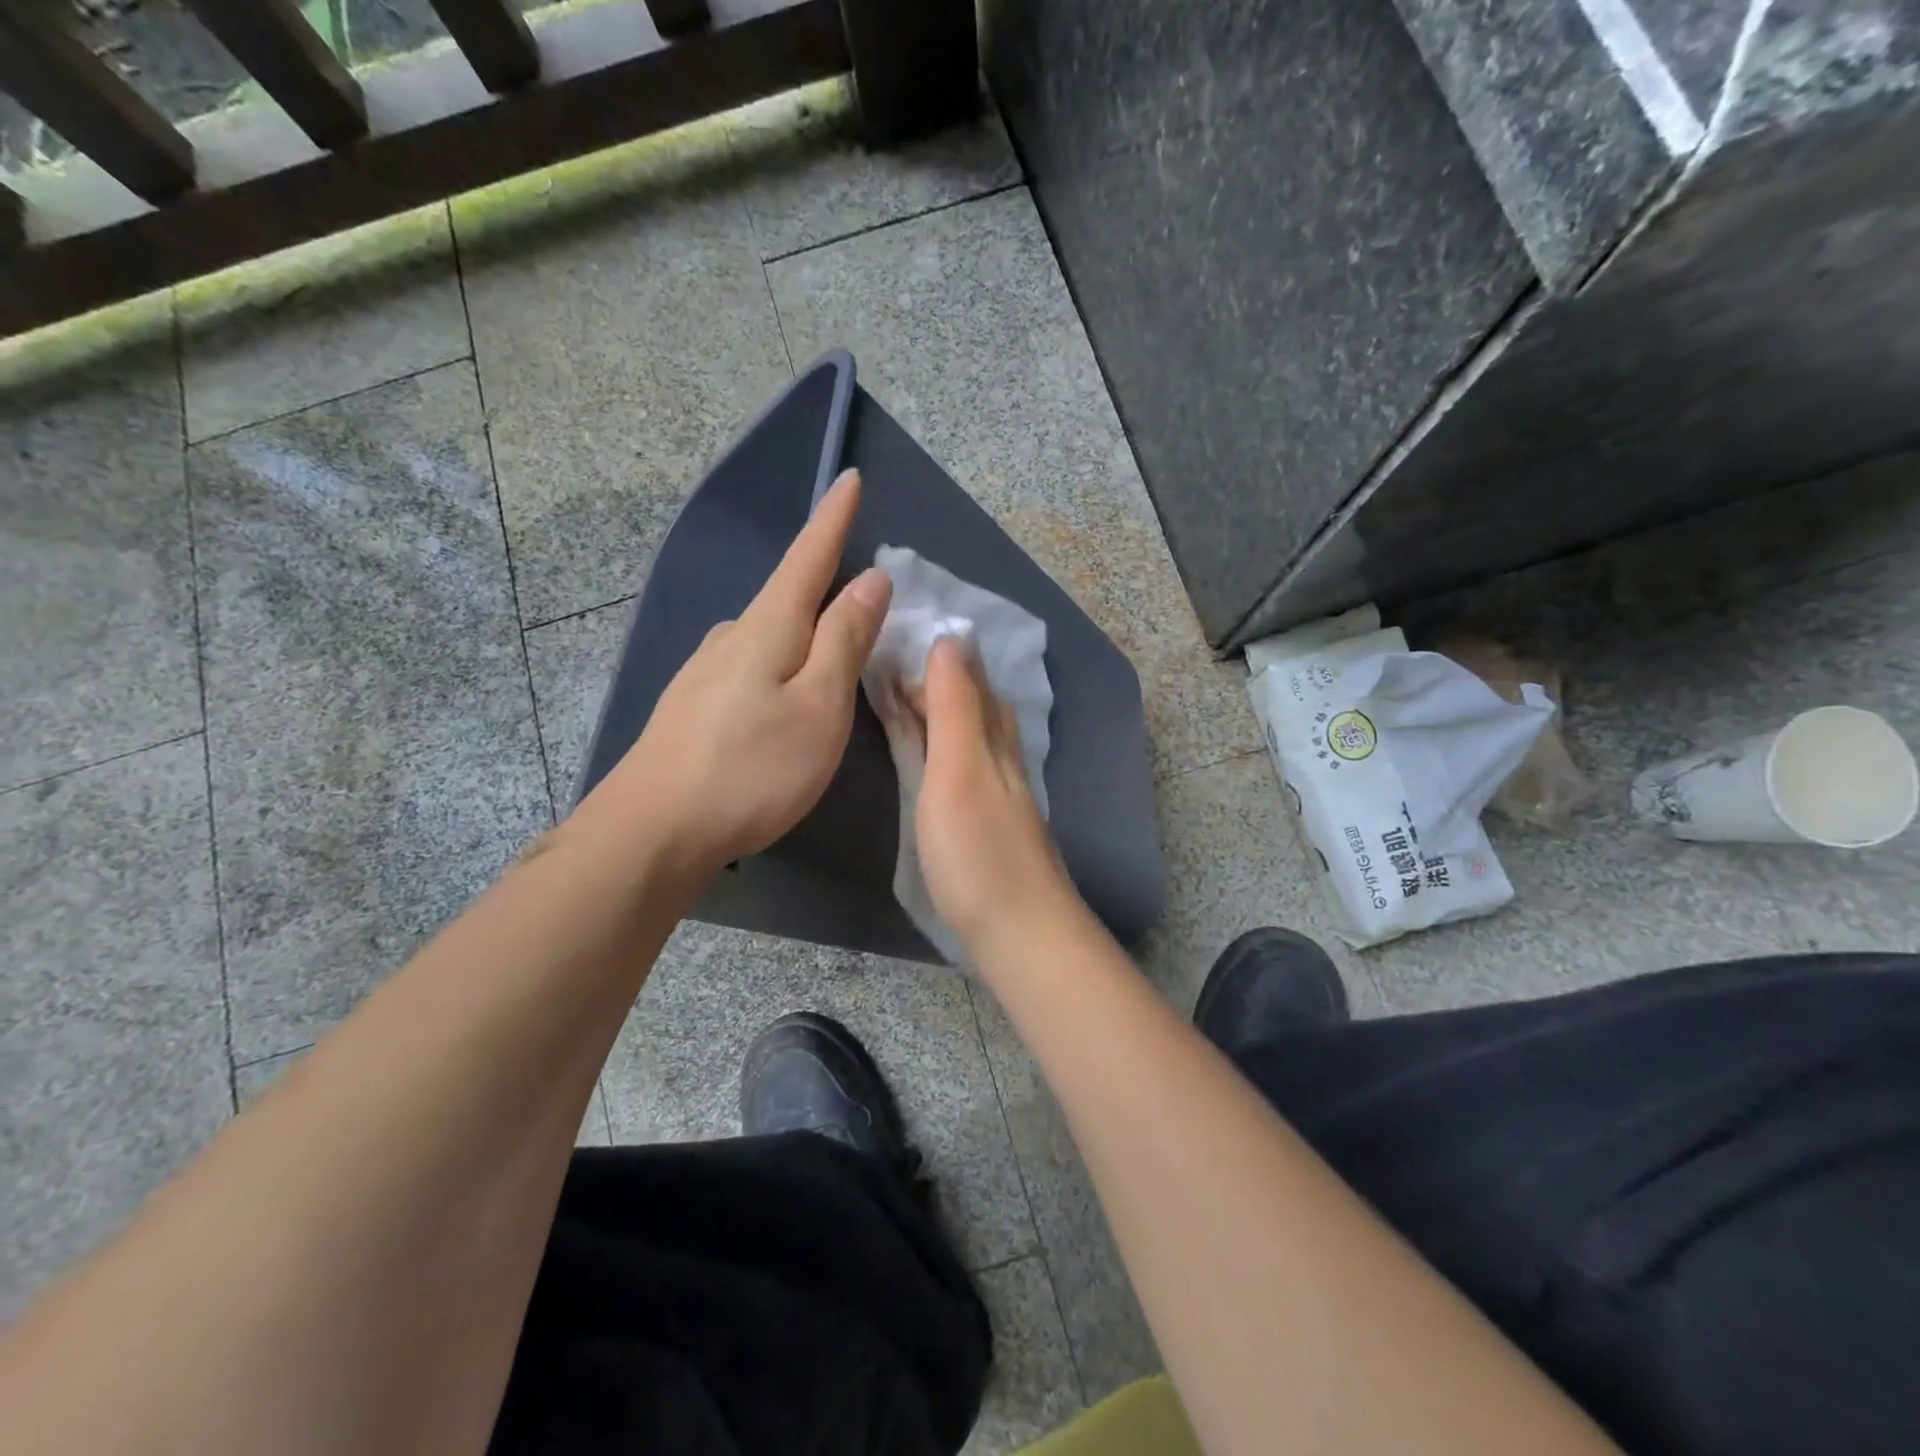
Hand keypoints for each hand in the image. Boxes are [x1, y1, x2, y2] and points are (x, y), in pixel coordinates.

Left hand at [582, 470, 890, 881]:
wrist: (652, 830)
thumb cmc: (751, 769)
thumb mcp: (819, 705)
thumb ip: (845, 640)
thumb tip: (872, 578)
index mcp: (769, 627)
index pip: (809, 556)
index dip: (833, 518)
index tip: (849, 476)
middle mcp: (733, 636)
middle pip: (789, 596)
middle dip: (826, 585)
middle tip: (867, 597)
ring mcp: (706, 671)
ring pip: (770, 634)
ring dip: (805, 632)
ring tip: (835, 652)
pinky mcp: (695, 705)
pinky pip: (752, 665)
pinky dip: (782, 664)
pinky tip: (785, 694)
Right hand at [913, 637, 1076, 956]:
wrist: (1020, 933)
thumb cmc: (979, 851)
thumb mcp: (960, 769)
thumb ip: (954, 707)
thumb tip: (952, 638)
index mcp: (992, 737)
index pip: (967, 677)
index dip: (937, 652)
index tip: (898, 629)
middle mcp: (999, 756)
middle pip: (971, 702)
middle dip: (936, 676)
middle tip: (890, 659)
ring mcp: (995, 792)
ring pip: (968, 733)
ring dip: (938, 709)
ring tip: (904, 695)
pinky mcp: (984, 823)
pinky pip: (960, 765)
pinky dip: (941, 746)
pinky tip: (934, 755)